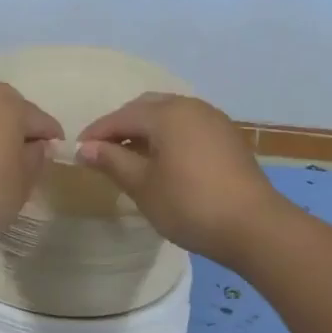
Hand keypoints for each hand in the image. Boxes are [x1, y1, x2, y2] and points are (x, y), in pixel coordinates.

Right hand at [76, 93, 290, 267]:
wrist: (254, 226)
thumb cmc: (190, 204)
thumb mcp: (143, 185)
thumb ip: (112, 161)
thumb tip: (85, 148)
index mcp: (167, 113)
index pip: (121, 116)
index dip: (97, 133)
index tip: (77, 151)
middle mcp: (191, 106)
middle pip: (147, 107)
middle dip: (122, 125)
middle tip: (103, 151)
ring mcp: (214, 119)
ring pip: (170, 115)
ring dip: (146, 130)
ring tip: (131, 157)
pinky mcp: (228, 137)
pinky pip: (188, 126)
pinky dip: (169, 136)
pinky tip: (164, 161)